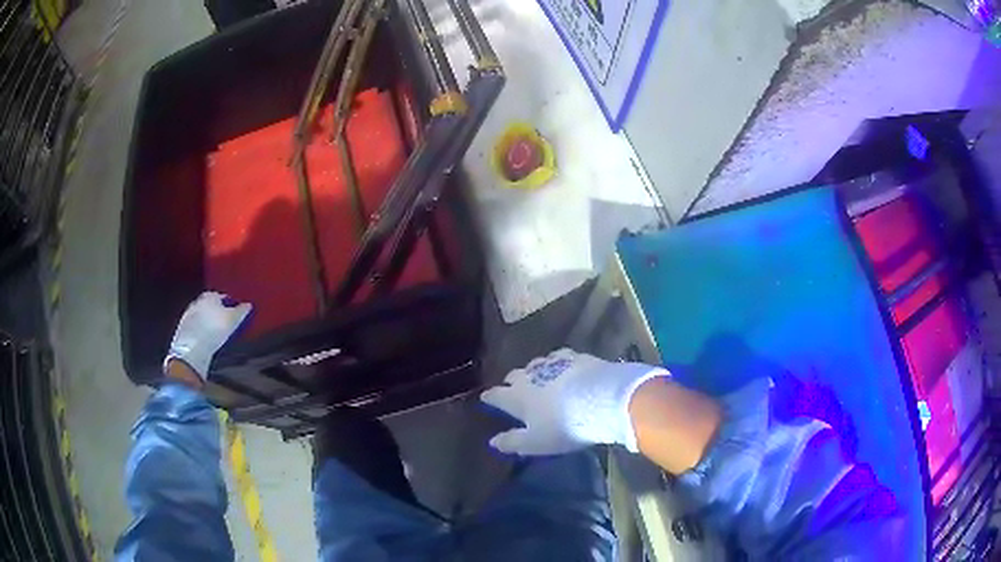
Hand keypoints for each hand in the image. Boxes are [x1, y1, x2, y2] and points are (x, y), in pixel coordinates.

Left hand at [164, 291, 251, 380]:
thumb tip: (248, 305)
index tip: (236, 313)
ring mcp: (189, 314)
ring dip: (208, 320)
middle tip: (226, 322)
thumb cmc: (215, 329)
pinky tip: (206, 337)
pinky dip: (201, 329)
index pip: (223, 297)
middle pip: (211, 304)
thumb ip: (241, 311)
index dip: (231, 305)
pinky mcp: (183, 327)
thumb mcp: (233, 320)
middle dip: (217, 311)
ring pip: (202, 314)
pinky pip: (195, 325)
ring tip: (216, 331)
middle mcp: (198, 300)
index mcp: (211, 295)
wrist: (193, 347)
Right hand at [480, 348, 666, 454]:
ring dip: (534, 371)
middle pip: (514, 375)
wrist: (603, 400)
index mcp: (517, 397)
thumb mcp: (535, 443)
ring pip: (536, 364)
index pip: (496, 395)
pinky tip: (563, 367)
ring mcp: (554, 364)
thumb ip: (512, 441)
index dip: (490, 397)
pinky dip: (557, 363)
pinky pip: (560, 358)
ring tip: (538, 378)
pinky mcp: (576, 357)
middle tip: (513, 389)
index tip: (486, 398)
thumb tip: (493, 441)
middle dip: (512, 382)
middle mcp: (531, 376)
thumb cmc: (564, 427)